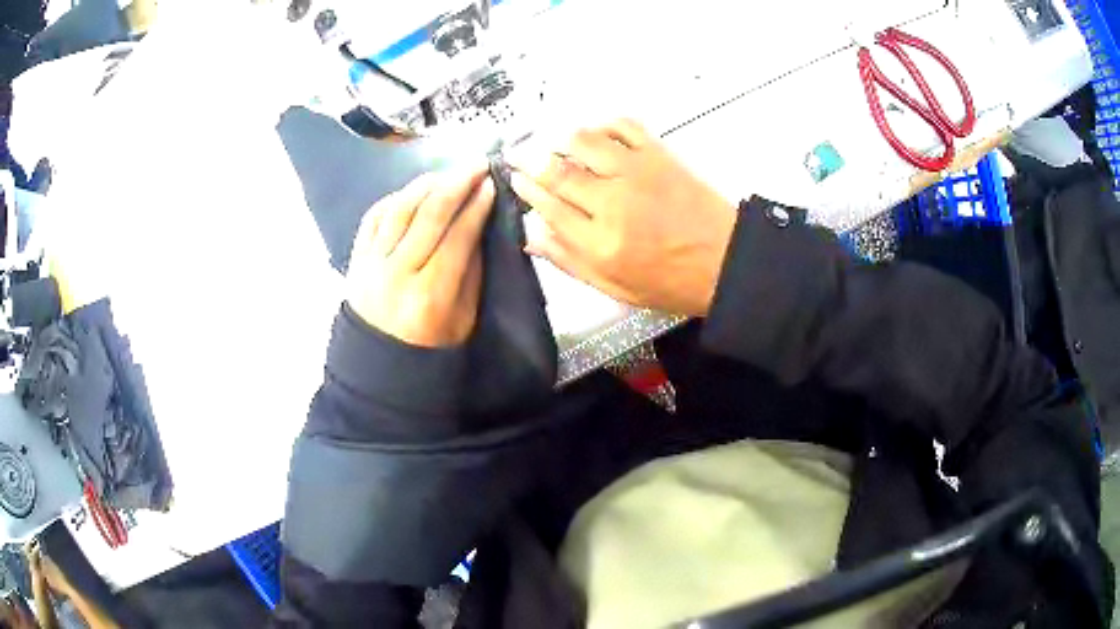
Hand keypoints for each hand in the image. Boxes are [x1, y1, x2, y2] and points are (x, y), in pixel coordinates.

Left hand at [347, 165, 494, 346]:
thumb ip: (470, 271)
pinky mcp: (355, 260)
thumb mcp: (464, 319)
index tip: (491, 183)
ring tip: (447, 172)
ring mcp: (371, 264)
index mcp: (430, 296)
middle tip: (477, 164)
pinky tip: (412, 191)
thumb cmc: (430, 349)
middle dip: (457, 183)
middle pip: (429, 214)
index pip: (457, 237)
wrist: (378, 368)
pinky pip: (373, 217)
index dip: (477, 206)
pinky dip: (395, 198)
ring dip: (426, 184)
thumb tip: (476, 223)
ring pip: (399, 209)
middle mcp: (397, 274)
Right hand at [507, 119, 737, 316]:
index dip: (526, 189)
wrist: (727, 262)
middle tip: (517, 153)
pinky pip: (623, 125)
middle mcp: (612, 203)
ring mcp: (636, 172)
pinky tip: (596, 133)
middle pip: (557, 171)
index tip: (515, 179)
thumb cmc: (672, 281)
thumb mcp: (616, 288)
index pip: (548, 206)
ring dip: (560, 139)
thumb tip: (533, 237)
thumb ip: (570, 262)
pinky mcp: (659, 154)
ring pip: (583, 141)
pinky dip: (603, 124)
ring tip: (552, 142)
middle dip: (529, 159)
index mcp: (599, 243)